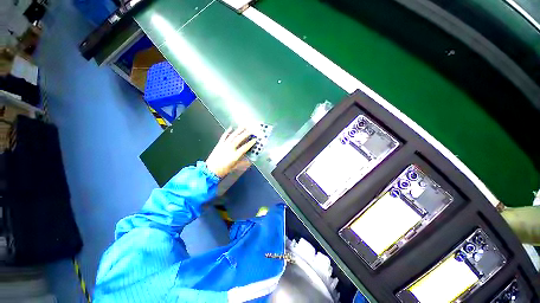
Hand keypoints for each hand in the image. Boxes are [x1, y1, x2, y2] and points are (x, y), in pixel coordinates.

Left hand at [206, 127, 255, 177]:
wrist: (210, 170)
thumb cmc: (223, 170)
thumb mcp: (234, 167)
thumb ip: (242, 163)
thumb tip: (249, 161)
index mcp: (235, 155)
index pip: (244, 147)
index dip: (250, 143)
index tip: (255, 139)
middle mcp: (230, 148)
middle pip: (239, 139)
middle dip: (245, 134)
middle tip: (250, 130)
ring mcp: (224, 145)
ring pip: (232, 136)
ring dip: (238, 131)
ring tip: (243, 126)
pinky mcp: (219, 144)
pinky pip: (224, 136)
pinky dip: (227, 132)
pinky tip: (231, 128)